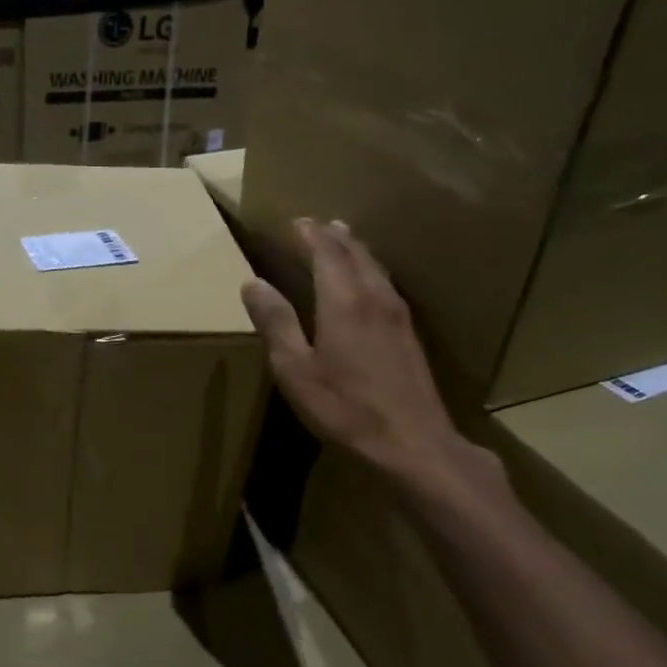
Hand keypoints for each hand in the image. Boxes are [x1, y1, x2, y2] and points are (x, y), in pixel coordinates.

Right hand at [241, 219, 496, 492]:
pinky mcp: (409, 334)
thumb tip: (253, 283)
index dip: (310, 235)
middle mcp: (374, 298)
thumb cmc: (345, 408)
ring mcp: (397, 316)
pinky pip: (386, 284)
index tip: (296, 222)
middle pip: (355, 254)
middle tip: (317, 223)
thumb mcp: (295, 369)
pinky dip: (370, 270)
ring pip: (375, 267)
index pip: (327, 253)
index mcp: (343, 302)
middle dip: (334, 236)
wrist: (413, 444)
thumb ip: (276, 323)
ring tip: (343, 238)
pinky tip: (369, 281)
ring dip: (355, 249)